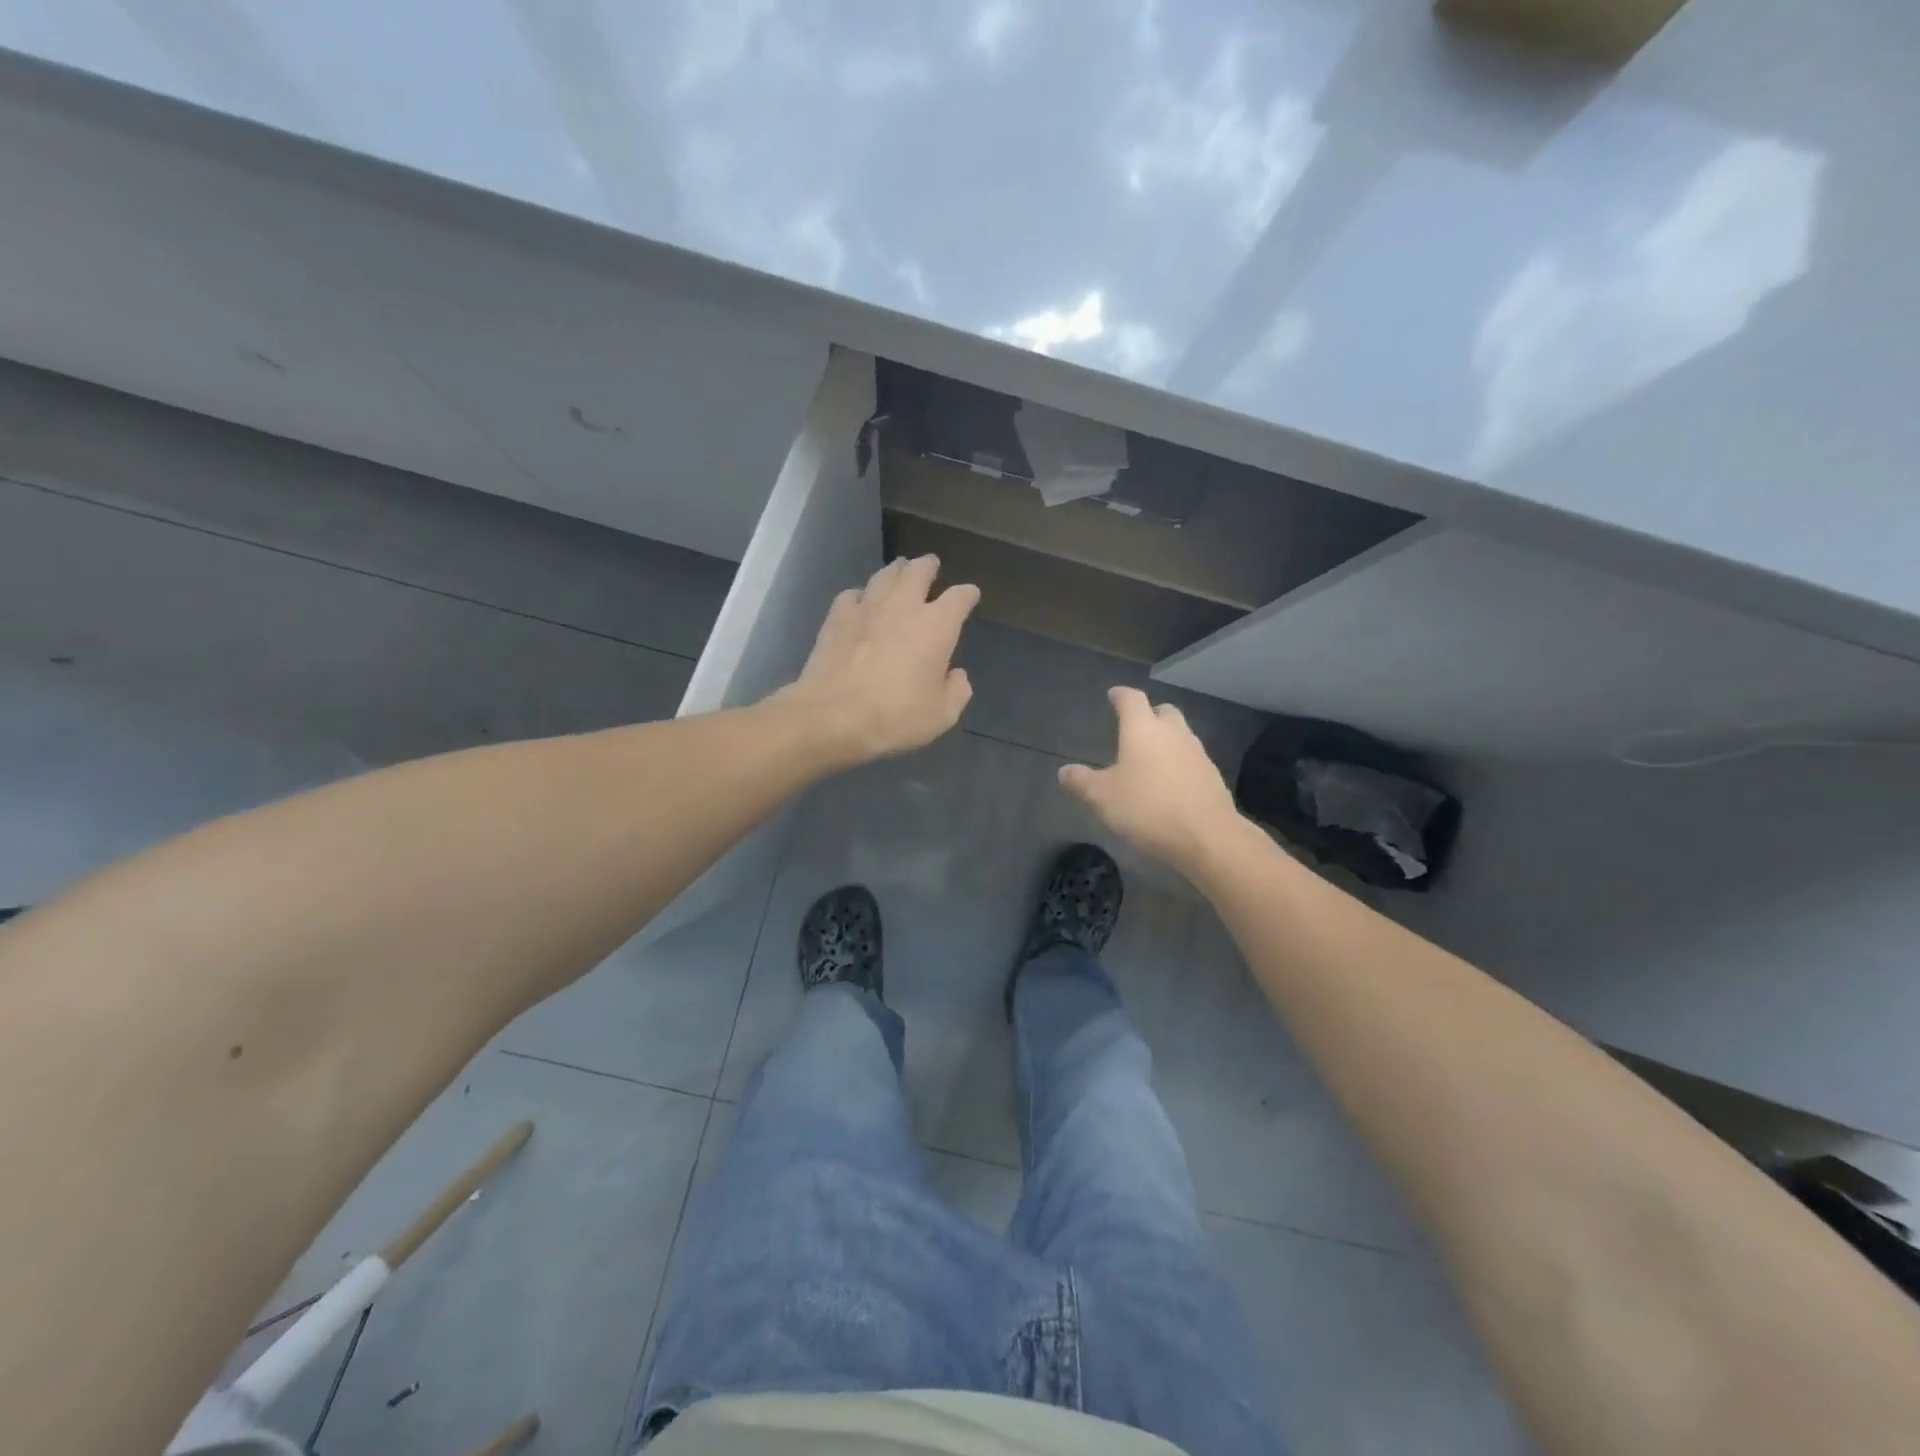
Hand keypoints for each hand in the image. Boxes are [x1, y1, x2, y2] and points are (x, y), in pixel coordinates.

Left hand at [774, 555, 979, 768]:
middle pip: (919, 571)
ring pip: (885, 575)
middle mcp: (904, 606)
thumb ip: (957, 691)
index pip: (959, 597)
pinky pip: (854, 594)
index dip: (967, 595)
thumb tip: (957, 675)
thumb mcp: (941, 715)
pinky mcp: (837, 616)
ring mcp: (867, 606)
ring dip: (896, 571)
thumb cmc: (896, 716)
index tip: (970, 595)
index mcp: (937, 626)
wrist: (834, 715)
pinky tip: (861, 602)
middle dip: (928, 566)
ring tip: (899, 571)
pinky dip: (862, 595)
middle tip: (930, 565)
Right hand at [1058, 687, 1242, 874]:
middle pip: (1163, 712)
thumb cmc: (1147, 808)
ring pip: (1181, 735)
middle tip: (1135, 726)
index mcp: (1143, 729)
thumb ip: (1081, 782)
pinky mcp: (1213, 776)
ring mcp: (1197, 754)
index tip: (1113, 695)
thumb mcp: (1102, 798)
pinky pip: (1192, 760)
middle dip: (1149, 714)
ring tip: (1150, 757)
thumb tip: (1064, 772)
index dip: (1120, 695)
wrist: (1207, 837)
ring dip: (1166, 740)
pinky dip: (1179, 764)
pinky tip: (1170, 783)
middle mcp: (1173, 733)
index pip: (1132, 699)